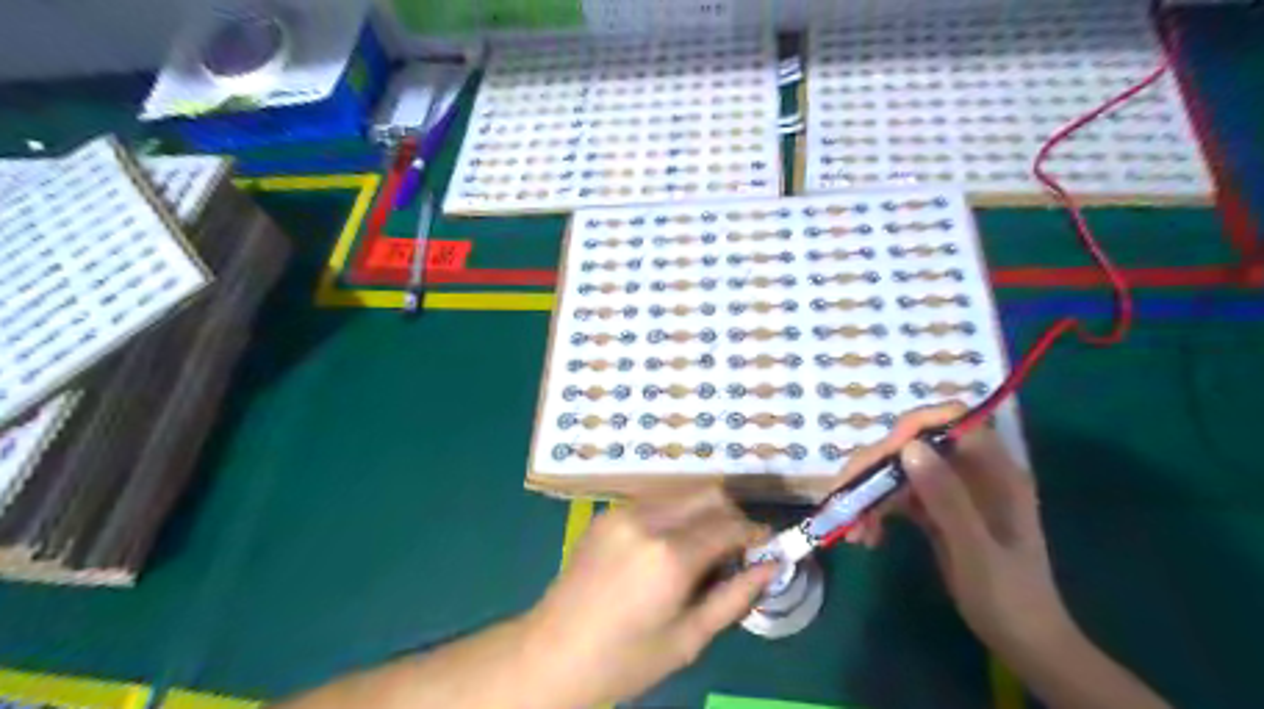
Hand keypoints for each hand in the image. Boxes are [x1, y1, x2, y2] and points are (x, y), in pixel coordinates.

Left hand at [521, 491, 774, 706]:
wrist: (552, 653)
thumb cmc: (625, 659)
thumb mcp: (689, 639)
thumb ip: (735, 597)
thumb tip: (773, 565)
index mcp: (671, 556)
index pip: (729, 525)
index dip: (755, 532)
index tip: (768, 545)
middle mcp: (648, 521)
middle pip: (709, 495)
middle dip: (732, 515)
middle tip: (738, 548)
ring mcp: (623, 512)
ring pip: (683, 494)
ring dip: (704, 513)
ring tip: (704, 551)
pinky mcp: (607, 514)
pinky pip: (655, 502)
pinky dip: (676, 515)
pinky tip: (670, 548)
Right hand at [849, 405, 1076, 657]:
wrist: (1024, 643)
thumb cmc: (1008, 599)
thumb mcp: (975, 550)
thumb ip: (946, 498)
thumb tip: (908, 447)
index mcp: (994, 471)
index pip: (951, 421)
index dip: (913, 427)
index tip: (882, 456)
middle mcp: (971, 472)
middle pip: (914, 445)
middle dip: (877, 467)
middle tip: (847, 495)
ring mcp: (953, 491)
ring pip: (900, 471)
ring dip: (870, 493)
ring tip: (853, 529)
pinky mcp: (937, 510)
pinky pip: (899, 496)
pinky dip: (878, 511)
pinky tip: (866, 537)